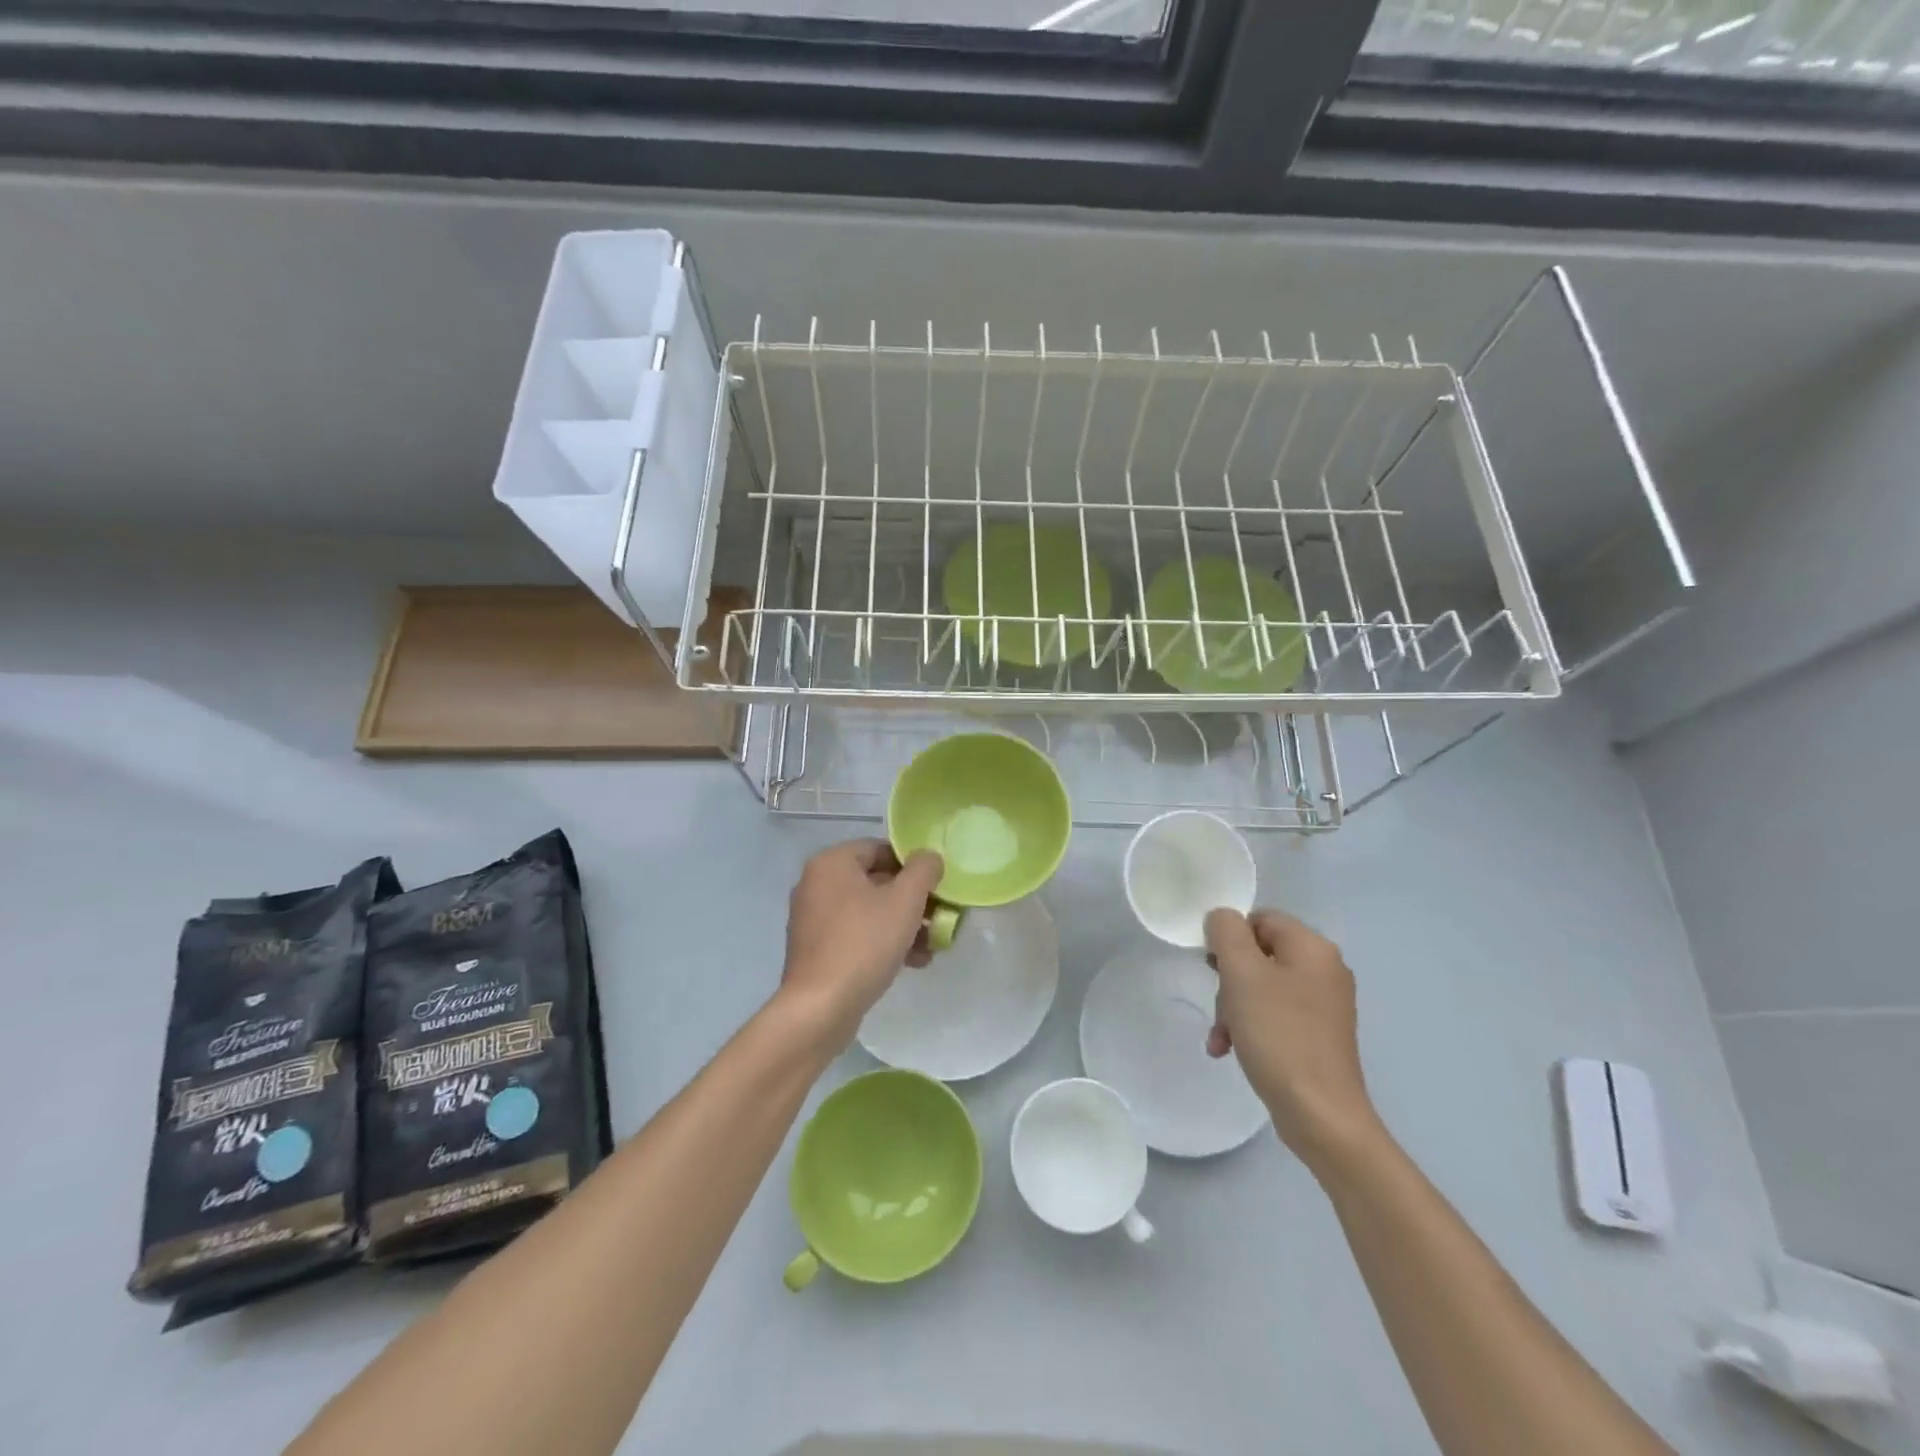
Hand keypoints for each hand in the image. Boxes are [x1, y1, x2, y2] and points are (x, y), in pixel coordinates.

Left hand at [781, 839, 944, 1037]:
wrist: (819, 1008)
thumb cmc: (864, 943)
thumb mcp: (905, 901)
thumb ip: (923, 870)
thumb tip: (929, 857)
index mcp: (832, 863)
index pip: (880, 849)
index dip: (912, 865)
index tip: (936, 887)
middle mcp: (816, 884)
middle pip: (876, 881)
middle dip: (912, 901)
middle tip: (940, 918)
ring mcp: (813, 918)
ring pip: (868, 911)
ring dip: (903, 925)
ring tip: (931, 947)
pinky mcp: (815, 950)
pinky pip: (856, 934)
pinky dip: (883, 942)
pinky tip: (912, 963)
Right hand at [1204, 908, 1380, 1170]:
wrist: (1320, 1114)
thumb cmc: (1278, 1035)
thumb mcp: (1242, 973)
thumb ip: (1226, 932)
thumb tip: (1223, 919)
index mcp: (1313, 947)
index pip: (1260, 919)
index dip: (1229, 938)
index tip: (1212, 968)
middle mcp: (1325, 969)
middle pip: (1259, 954)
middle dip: (1229, 979)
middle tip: (1218, 1007)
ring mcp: (1325, 1005)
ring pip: (1262, 987)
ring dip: (1233, 1007)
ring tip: (1221, 1038)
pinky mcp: (1319, 1035)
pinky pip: (1275, 1015)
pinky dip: (1250, 1027)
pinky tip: (1231, 1050)